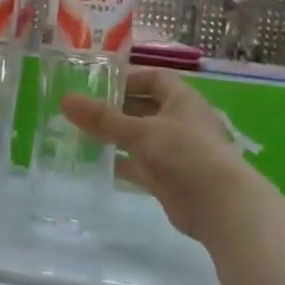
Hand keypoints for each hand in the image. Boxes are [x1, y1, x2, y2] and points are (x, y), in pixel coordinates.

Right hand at [61, 66, 268, 240]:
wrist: (220, 206)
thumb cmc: (186, 154)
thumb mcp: (141, 131)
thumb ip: (102, 118)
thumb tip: (65, 100)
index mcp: (182, 100)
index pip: (154, 79)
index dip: (128, 78)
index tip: (98, 84)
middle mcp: (180, 122)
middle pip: (144, 108)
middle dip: (115, 109)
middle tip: (81, 110)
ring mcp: (175, 152)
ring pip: (140, 138)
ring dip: (115, 137)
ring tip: (80, 134)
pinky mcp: (168, 179)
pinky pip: (139, 165)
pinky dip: (120, 163)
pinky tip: (95, 163)